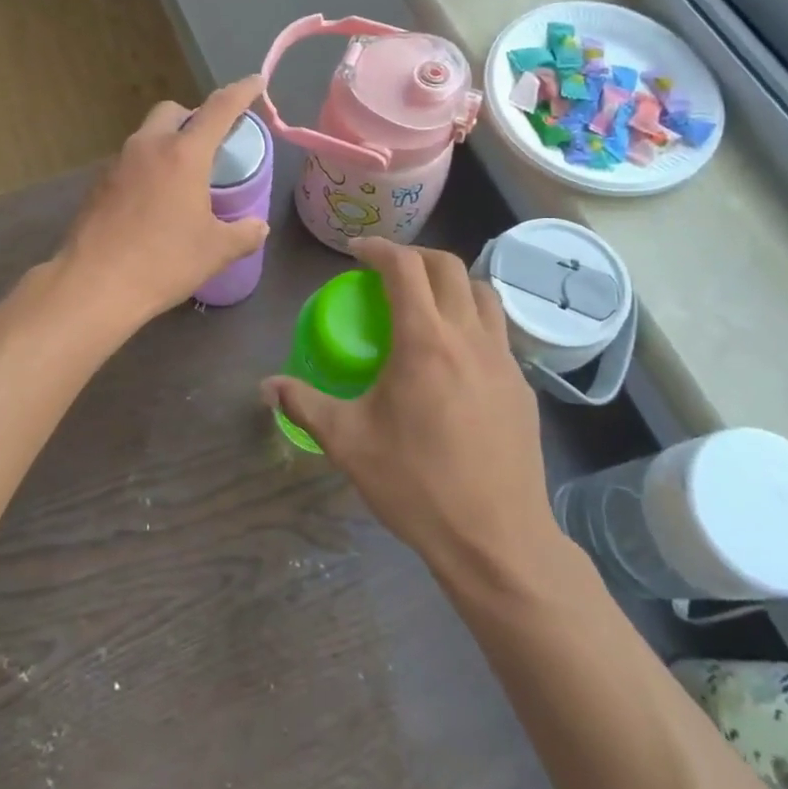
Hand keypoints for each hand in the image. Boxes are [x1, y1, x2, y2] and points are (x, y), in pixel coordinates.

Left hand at [55, 76, 270, 327]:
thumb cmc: (162, 262)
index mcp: (183, 154)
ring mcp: (117, 164)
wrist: (93, 285)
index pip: (218, 109)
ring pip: (147, 136)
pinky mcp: (98, 185)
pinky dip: (147, 168)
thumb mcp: (215, 252)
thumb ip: (244, 234)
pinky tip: (153, 202)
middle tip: (210, 145)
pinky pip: (130, 162)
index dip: (241, 92)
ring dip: (168, 144)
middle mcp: (148, 147)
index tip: (255, 81)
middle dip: (194, 117)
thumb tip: (258, 227)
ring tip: (182, 179)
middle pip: (173, 111)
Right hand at [263, 240, 558, 587]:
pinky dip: (472, 318)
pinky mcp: (522, 386)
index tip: (356, 251)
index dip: (378, 248)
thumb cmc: (417, 485)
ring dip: (450, 283)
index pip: (405, 267)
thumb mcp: (348, 442)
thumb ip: (304, 405)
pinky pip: (498, 331)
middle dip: (415, 256)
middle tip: (387, 270)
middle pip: (449, 266)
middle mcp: (469, 337)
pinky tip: (454, 355)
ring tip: (425, 302)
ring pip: (482, 293)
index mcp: (424, 341)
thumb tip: (265, 387)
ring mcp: (503, 360)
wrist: (496, 540)